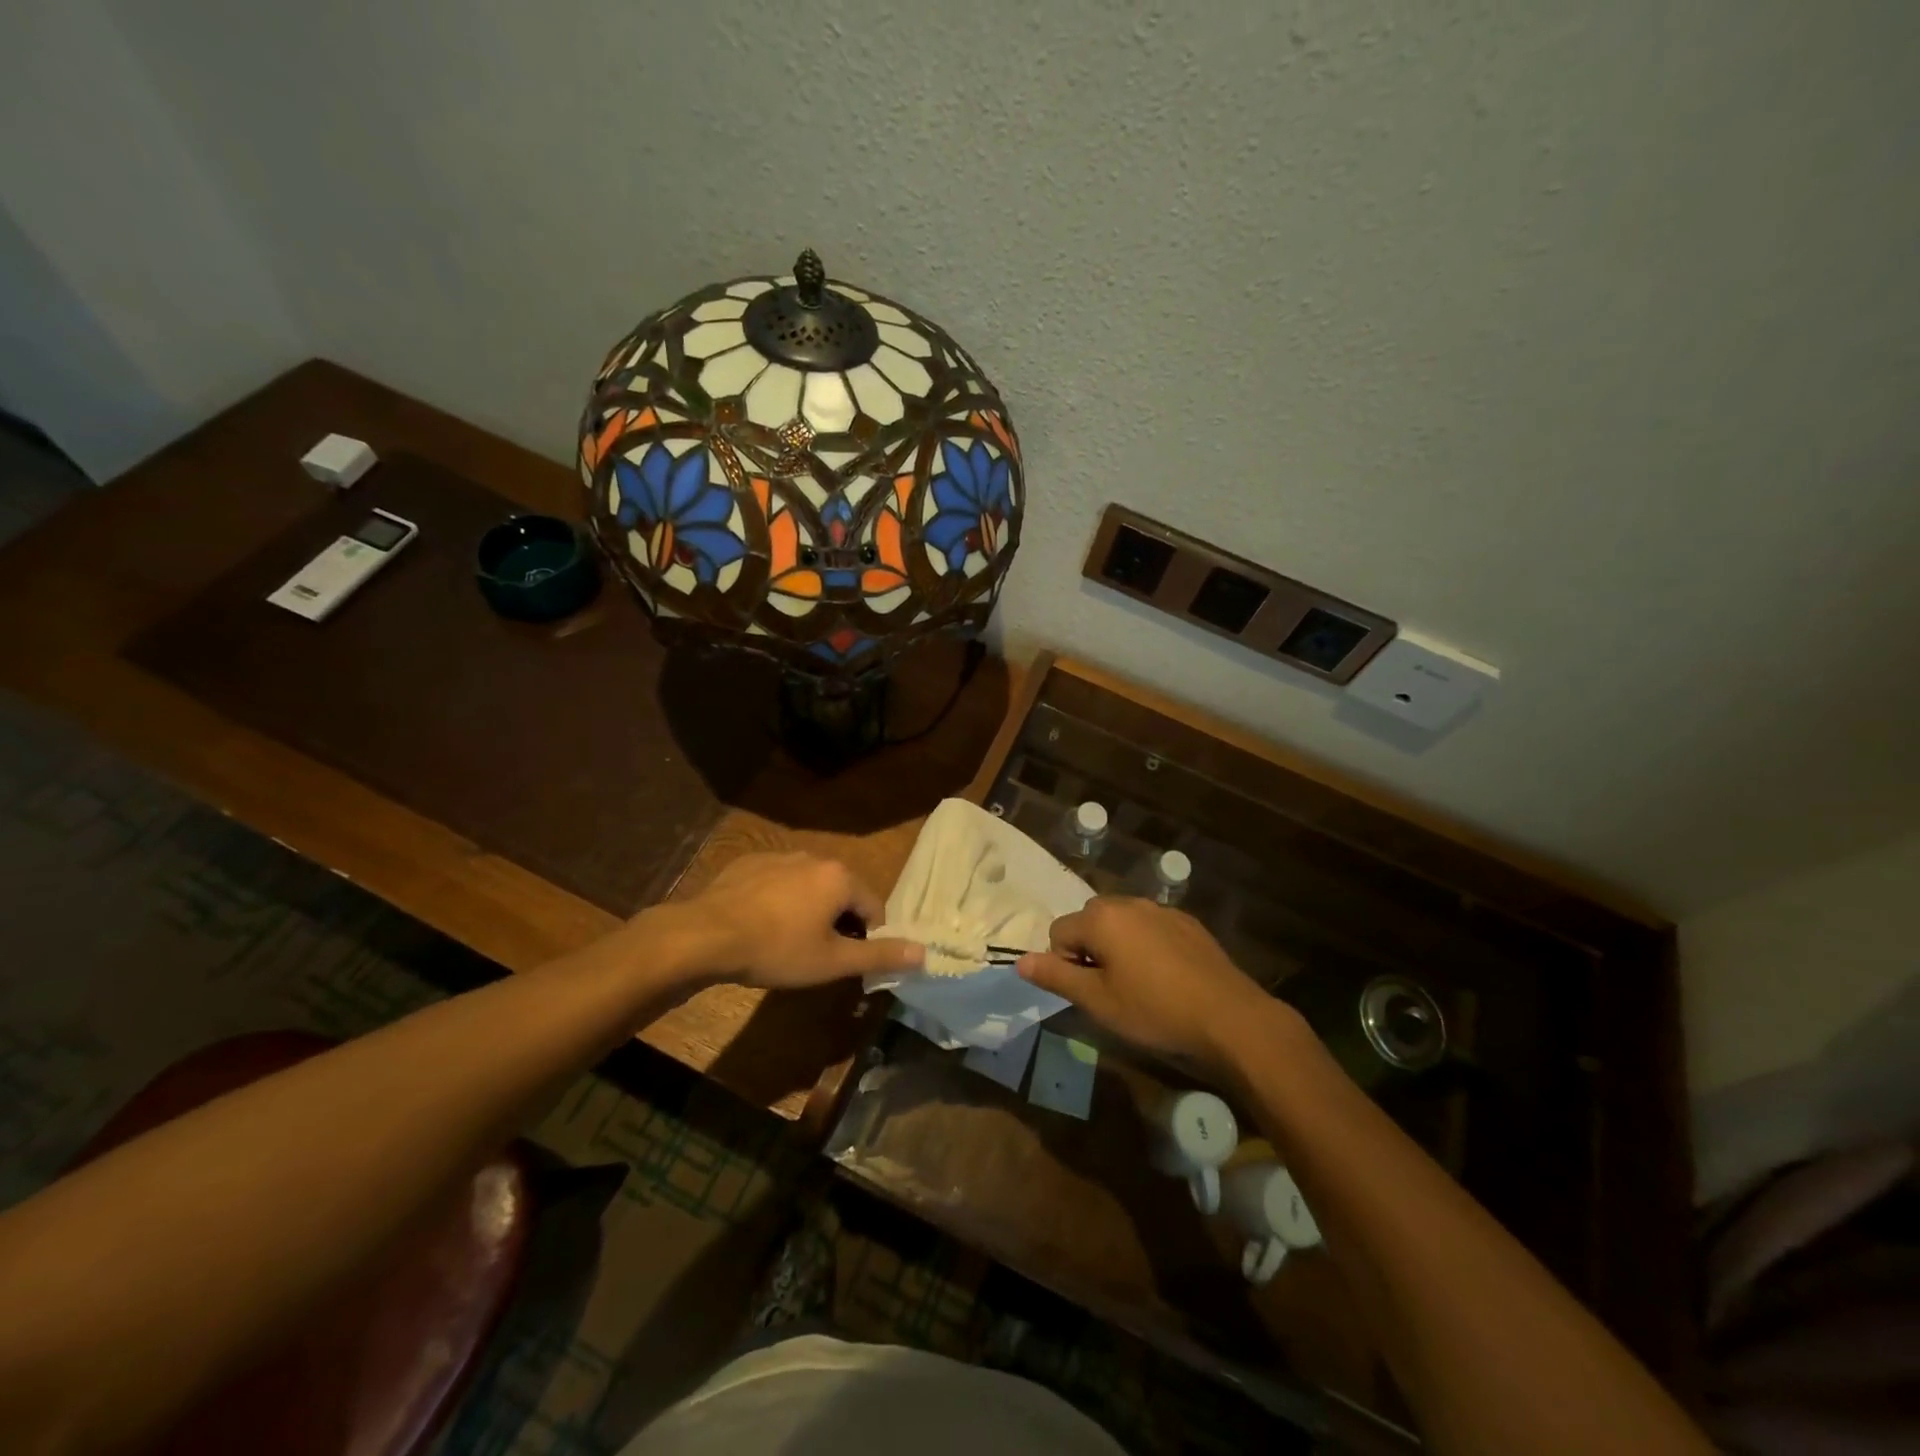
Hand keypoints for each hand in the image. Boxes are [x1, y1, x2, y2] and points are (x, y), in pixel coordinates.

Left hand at [674, 852, 923, 988]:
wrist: (706, 935)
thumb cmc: (778, 950)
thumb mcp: (833, 961)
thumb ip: (880, 955)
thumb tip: (925, 952)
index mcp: (840, 877)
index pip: (873, 908)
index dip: (867, 938)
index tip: (845, 961)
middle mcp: (814, 857)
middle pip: (841, 893)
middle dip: (837, 923)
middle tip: (816, 955)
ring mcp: (780, 856)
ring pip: (808, 887)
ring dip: (808, 910)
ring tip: (785, 942)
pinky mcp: (749, 862)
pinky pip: (777, 882)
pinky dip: (778, 901)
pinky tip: (759, 925)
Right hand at [1018, 897, 1278, 1068]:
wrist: (1228, 1016)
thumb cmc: (1154, 1010)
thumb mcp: (1098, 1001)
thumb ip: (1056, 976)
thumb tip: (1019, 961)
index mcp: (1101, 918)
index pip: (1059, 931)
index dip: (1066, 964)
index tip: (1090, 991)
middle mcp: (1128, 902)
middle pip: (1089, 921)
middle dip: (1090, 950)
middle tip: (1111, 989)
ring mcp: (1160, 909)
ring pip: (1121, 923)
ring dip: (1118, 946)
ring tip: (1139, 984)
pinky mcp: (1186, 921)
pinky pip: (1150, 927)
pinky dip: (1147, 945)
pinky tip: (1166, 977)